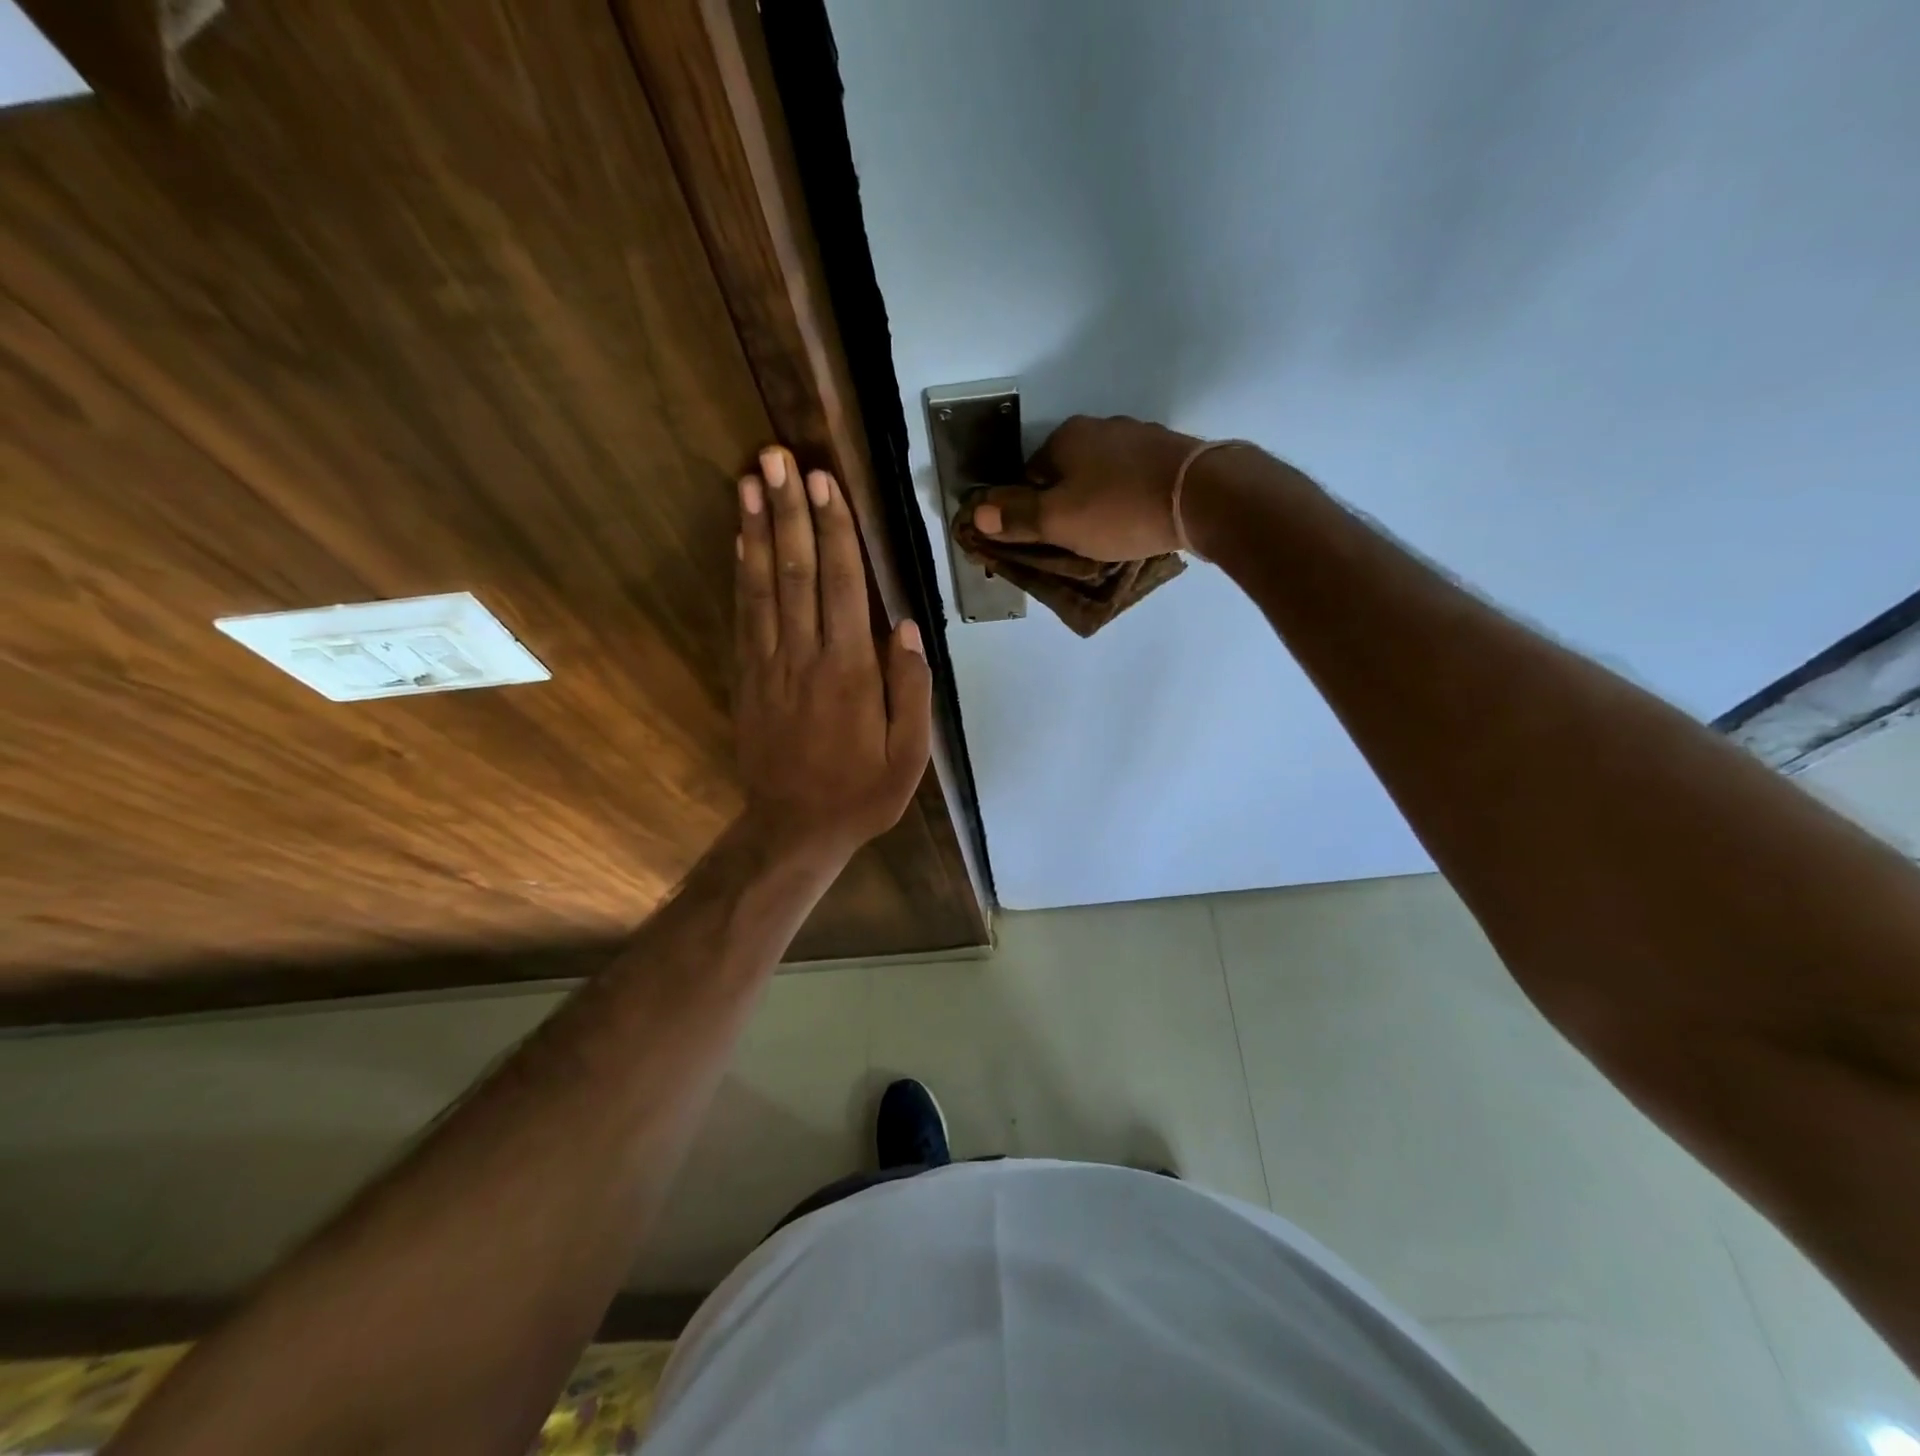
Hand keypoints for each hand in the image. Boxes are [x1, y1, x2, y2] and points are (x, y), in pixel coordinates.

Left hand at [734, 446, 931, 861]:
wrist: (795, 828)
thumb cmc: (862, 793)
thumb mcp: (909, 755)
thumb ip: (911, 689)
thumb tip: (906, 626)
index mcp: (850, 672)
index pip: (843, 585)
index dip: (834, 530)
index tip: (824, 482)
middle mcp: (805, 657)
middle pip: (797, 571)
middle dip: (789, 511)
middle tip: (778, 456)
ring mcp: (769, 665)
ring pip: (763, 585)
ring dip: (757, 529)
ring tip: (750, 479)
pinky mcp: (747, 677)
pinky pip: (743, 616)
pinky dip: (741, 573)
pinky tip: (740, 538)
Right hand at [964, 414, 1200, 560]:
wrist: (1203, 496)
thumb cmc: (1120, 510)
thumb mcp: (1058, 521)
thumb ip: (1016, 517)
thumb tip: (975, 514)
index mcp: (1066, 438)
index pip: (1029, 476)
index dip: (1032, 510)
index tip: (1046, 538)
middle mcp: (1100, 427)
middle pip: (1067, 474)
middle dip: (1067, 504)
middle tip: (1078, 541)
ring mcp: (1139, 436)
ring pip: (1102, 475)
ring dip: (1100, 501)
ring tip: (1112, 534)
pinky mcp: (1170, 451)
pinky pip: (1134, 478)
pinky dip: (1130, 498)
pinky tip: (1139, 520)